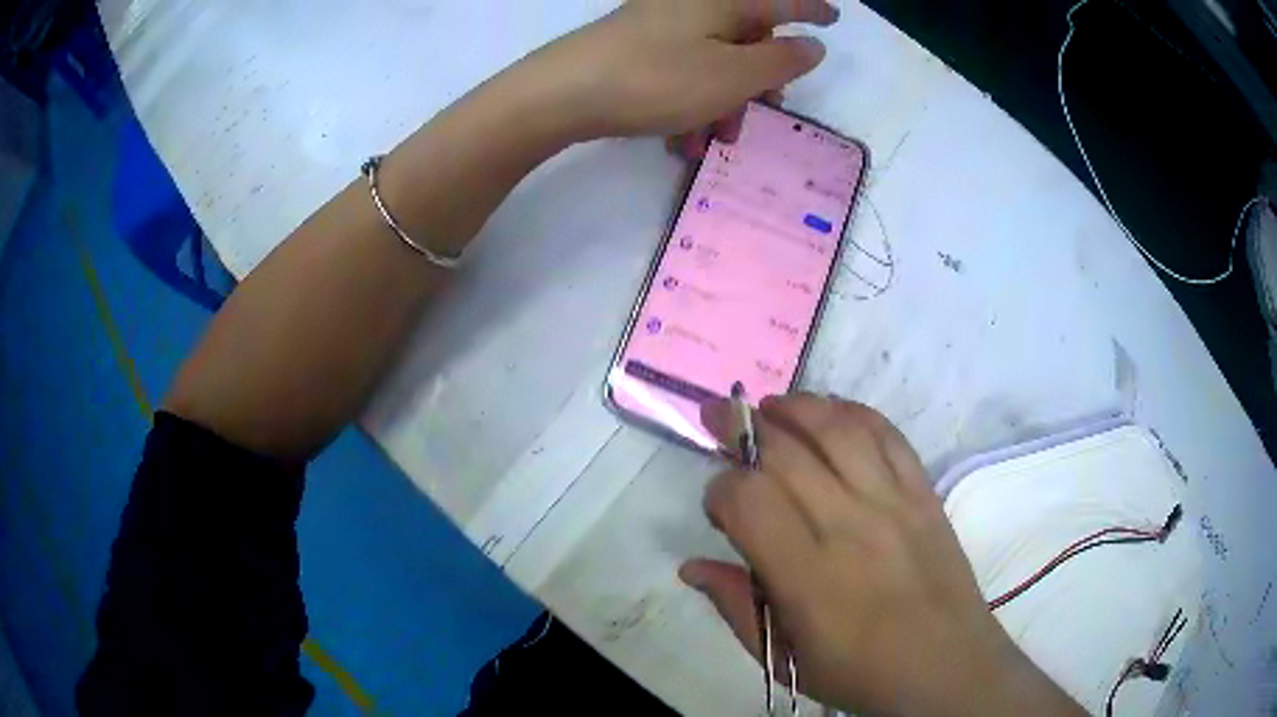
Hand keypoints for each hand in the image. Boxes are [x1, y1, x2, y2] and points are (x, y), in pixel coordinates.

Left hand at [519, 0, 837, 140]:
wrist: (559, 93)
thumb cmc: (657, 79)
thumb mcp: (734, 76)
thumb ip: (782, 60)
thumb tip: (812, 45)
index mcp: (723, 3)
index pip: (781, 2)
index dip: (811, 11)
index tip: (834, 17)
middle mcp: (692, 6)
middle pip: (746, 38)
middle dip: (757, 83)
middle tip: (757, 118)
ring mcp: (659, 25)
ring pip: (713, 62)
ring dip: (721, 105)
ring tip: (712, 144)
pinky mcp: (634, 48)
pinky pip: (680, 72)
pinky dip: (689, 104)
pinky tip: (681, 140)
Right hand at [682, 394, 1083, 715]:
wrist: (947, 666)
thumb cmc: (861, 673)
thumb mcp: (786, 659)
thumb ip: (737, 608)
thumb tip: (691, 567)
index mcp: (809, 577)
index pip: (749, 500)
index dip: (720, 489)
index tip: (717, 505)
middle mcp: (851, 526)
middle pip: (787, 454)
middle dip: (742, 429)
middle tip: (718, 424)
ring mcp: (894, 503)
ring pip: (838, 429)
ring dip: (797, 407)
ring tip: (770, 406)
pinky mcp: (924, 493)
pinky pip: (888, 434)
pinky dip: (853, 412)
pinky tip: (830, 411)